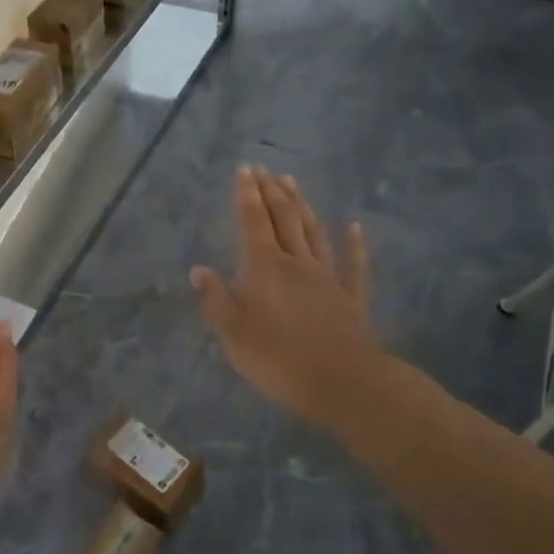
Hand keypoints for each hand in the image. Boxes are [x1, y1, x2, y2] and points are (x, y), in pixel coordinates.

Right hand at [191, 167, 390, 428]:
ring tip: (293, 182)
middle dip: (271, 192)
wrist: (344, 384)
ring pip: (313, 232)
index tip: (245, 170)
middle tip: (264, 169)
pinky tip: (354, 227)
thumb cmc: (278, 359)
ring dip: (302, 206)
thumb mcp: (233, 333)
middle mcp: (297, 262)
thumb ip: (216, 299)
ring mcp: (328, 278)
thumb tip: (198, 270)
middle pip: (284, 219)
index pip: (253, 221)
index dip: (247, 195)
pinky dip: (354, 243)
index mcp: (265, 267)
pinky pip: (353, 264)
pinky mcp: (351, 298)